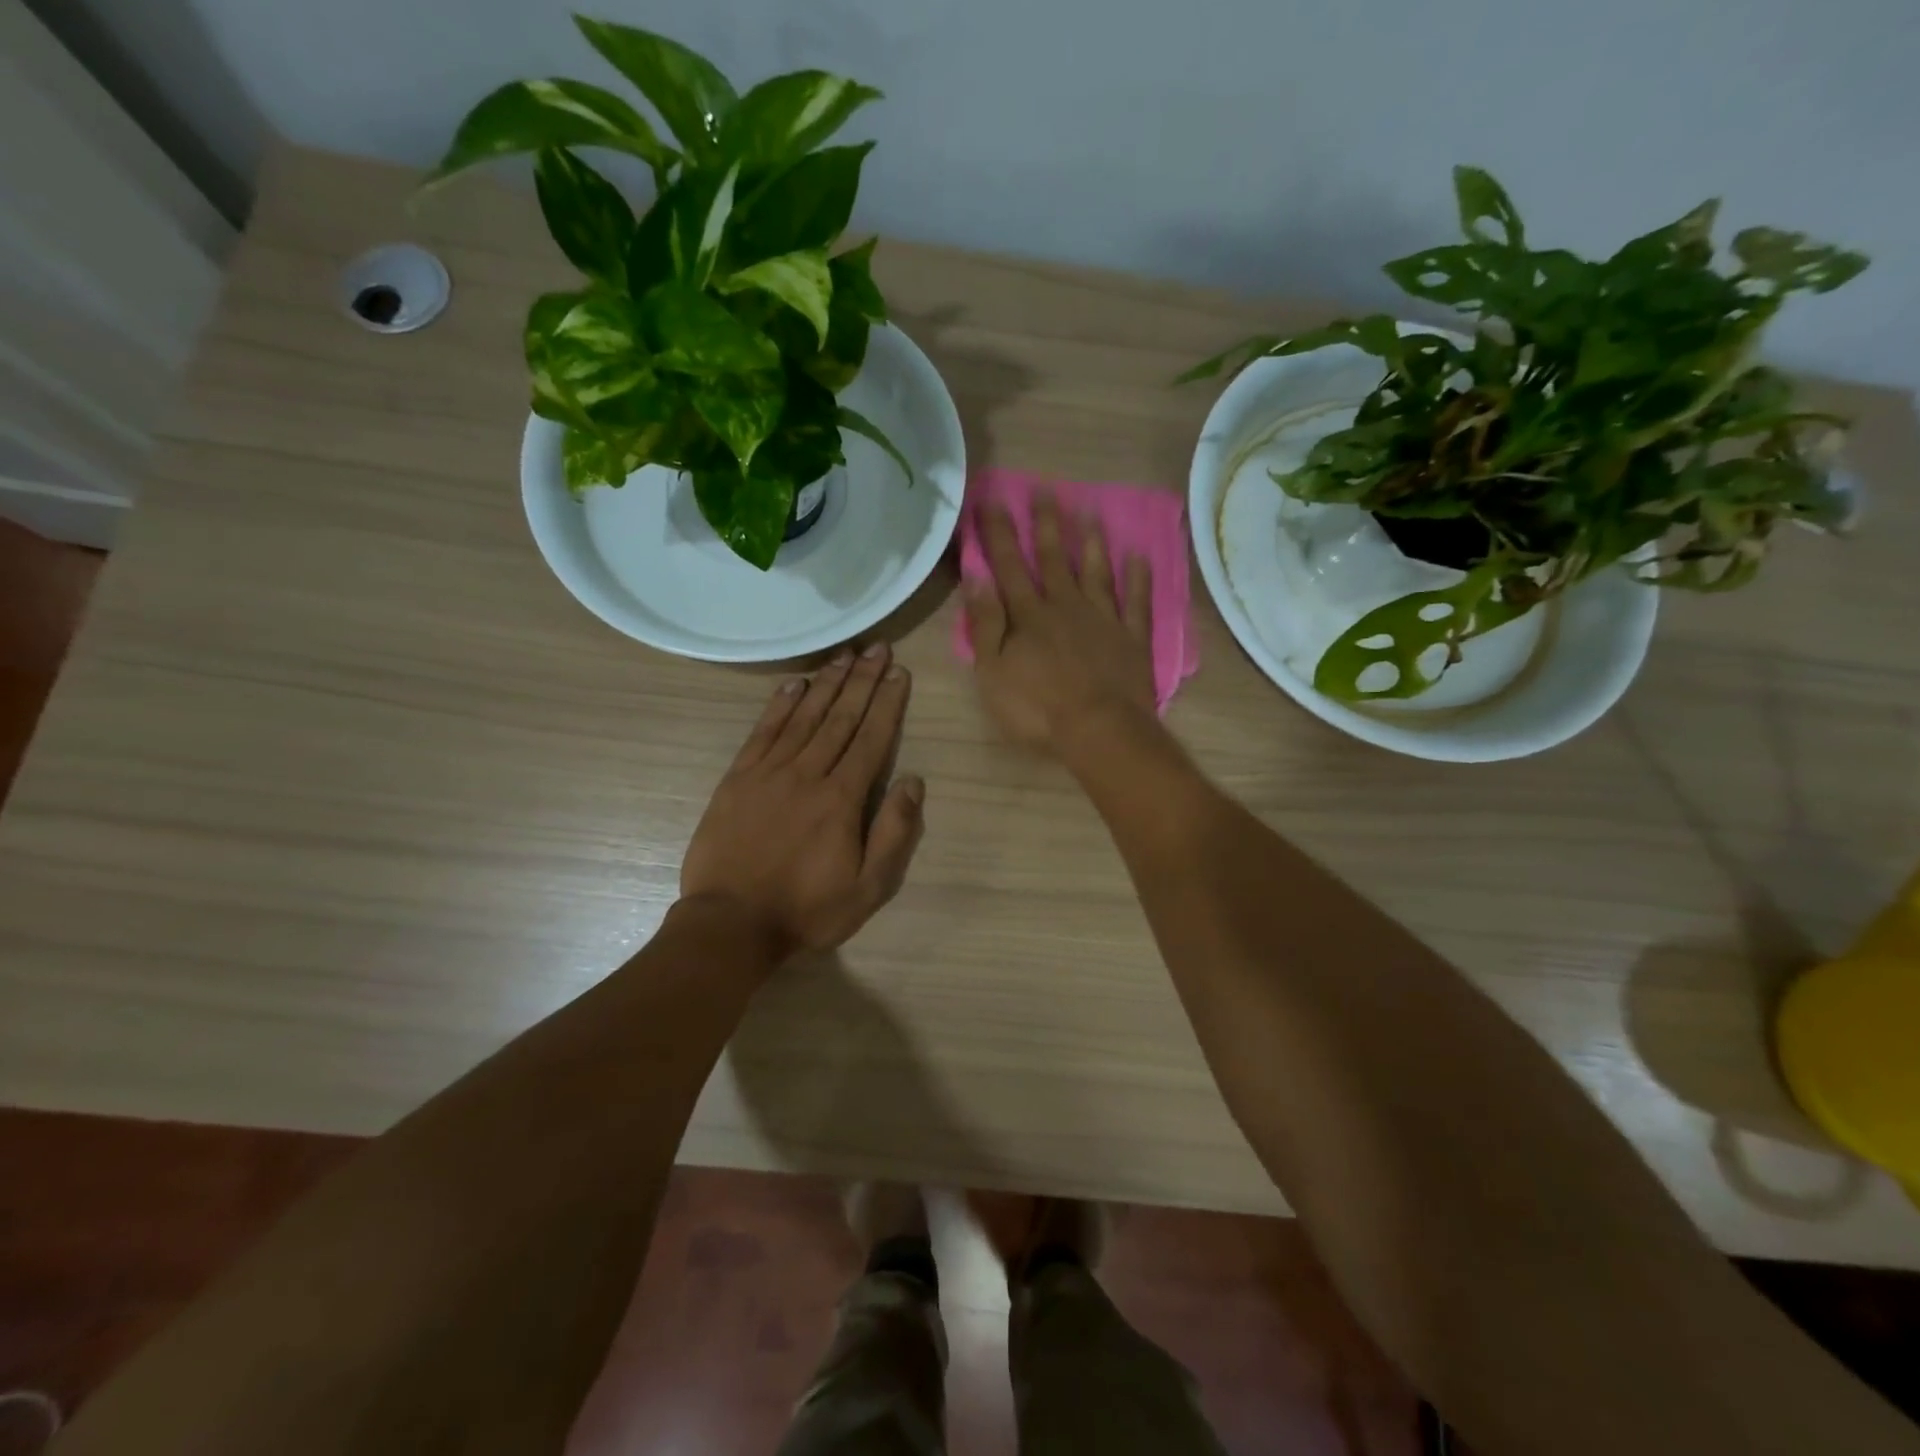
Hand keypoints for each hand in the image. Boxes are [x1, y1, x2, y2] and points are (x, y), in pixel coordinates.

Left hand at [681, 645, 924, 960]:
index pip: (871, 739)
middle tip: (878, 648)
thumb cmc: (806, 910)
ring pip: (804, 717)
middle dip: (862, 681)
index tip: (899, 673)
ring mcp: (769, 773)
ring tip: (845, 655)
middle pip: (840, 718)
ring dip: (827, 683)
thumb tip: (914, 782)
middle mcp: (808, 774)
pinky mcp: (738, 779)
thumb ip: (894, 833)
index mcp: (842, 799)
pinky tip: (795, 685)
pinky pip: (763, 732)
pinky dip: (779, 705)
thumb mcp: (868, 888)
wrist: (730, 924)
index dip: (887, 703)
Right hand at [964, 492, 1155, 755]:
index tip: (992, 500)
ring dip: (1091, 542)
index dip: (998, 533)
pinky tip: (1138, 557)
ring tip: (1089, 511)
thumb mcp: (993, 672)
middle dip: (1046, 523)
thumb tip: (977, 577)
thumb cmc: (1037, 708)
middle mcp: (1067, 606)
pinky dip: (1137, 578)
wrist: (1099, 730)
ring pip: (1096, 572)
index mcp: (1029, 615)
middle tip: (1045, 489)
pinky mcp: (1132, 638)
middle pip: (1054, 559)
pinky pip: (1136, 601)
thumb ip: (985, 624)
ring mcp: (1103, 619)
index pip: (1009, 565)